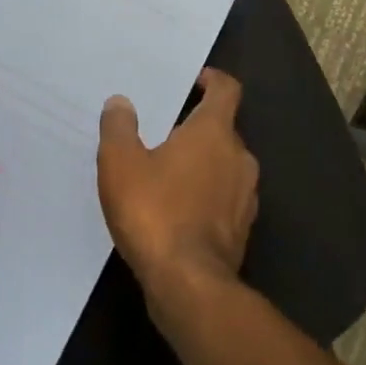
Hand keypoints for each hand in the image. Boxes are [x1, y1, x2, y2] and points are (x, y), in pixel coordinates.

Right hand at [97, 69, 257, 306]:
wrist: (189, 284)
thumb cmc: (155, 212)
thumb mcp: (121, 165)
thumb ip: (119, 128)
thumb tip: (120, 102)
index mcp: (215, 131)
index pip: (227, 89)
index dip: (212, 80)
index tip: (194, 82)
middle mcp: (240, 156)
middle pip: (224, 128)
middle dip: (199, 127)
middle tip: (166, 132)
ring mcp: (246, 194)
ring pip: (227, 165)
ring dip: (204, 163)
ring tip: (169, 172)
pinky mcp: (243, 227)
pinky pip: (226, 198)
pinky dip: (208, 195)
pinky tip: (180, 209)